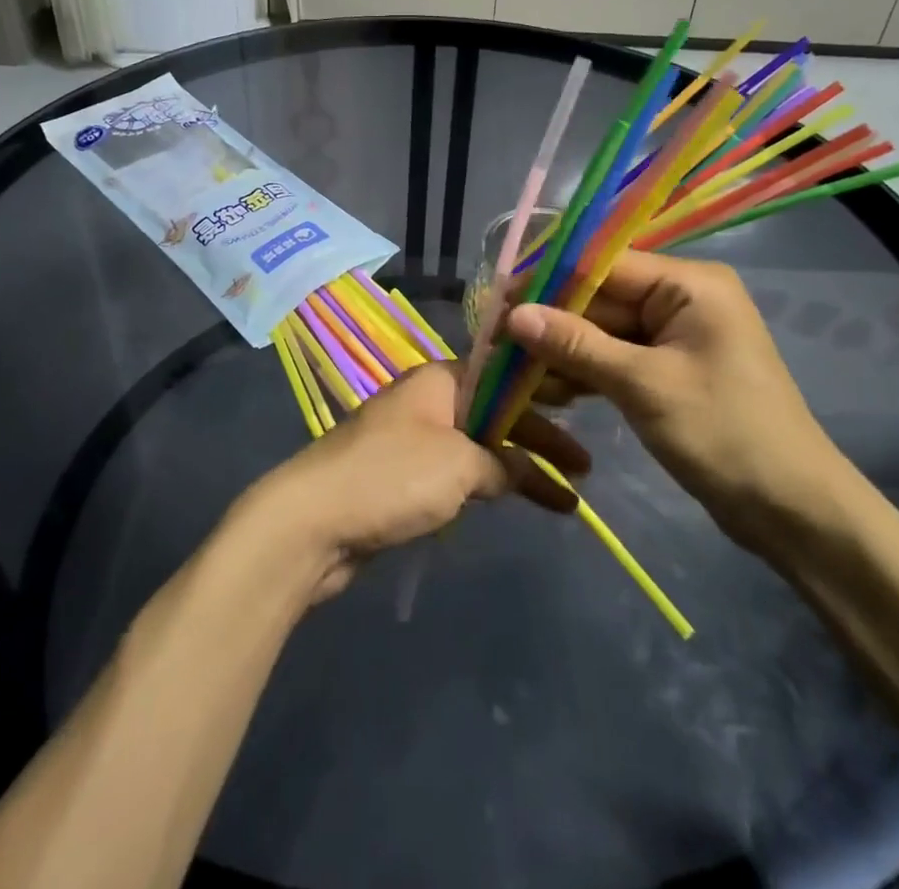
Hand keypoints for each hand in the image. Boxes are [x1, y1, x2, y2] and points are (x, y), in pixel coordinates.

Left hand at [241, 363, 591, 601]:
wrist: (313, 522)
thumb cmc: (391, 477)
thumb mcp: (459, 465)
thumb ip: (499, 464)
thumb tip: (517, 473)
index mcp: (440, 380)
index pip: (503, 375)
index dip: (542, 393)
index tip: (580, 410)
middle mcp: (428, 401)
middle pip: (495, 413)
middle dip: (540, 440)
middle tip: (585, 469)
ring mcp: (412, 439)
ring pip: (479, 446)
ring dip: (518, 468)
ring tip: (564, 498)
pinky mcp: (401, 477)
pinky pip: (457, 473)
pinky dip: (487, 484)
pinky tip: (512, 501)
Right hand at [504, 251, 850, 553]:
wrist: (794, 512)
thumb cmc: (725, 434)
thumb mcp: (643, 386)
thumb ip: (577, 344)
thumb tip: (514, 315)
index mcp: (689, 284)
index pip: (604, 265)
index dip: (549, 281)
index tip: (499, 300)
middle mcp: (682, 298)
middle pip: (601, 298)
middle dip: (552, 320)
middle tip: (497, 342)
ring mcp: (676, 336)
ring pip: (603, 330)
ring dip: (563, 349)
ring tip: (513, 370)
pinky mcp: (669, 369)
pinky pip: (617, 357)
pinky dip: (585, 371)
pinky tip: (547, 388)